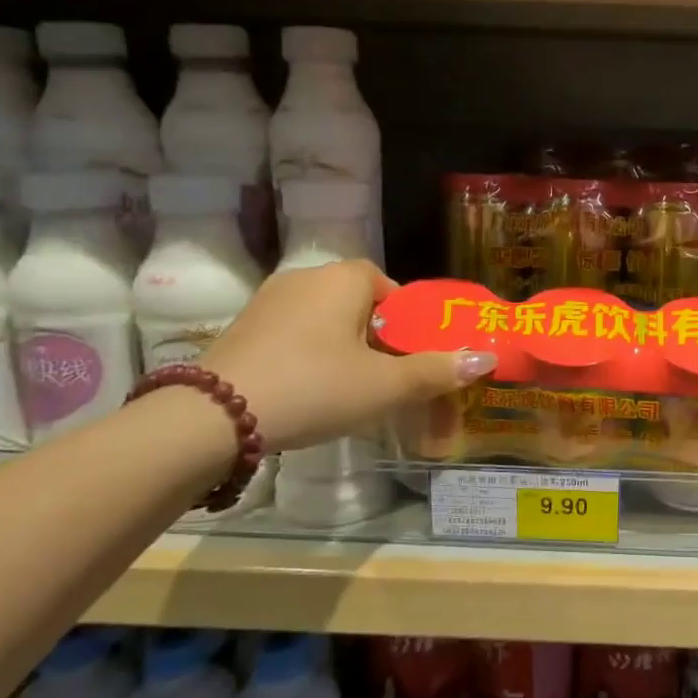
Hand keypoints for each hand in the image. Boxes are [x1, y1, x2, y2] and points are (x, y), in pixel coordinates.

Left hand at [200, 261, 494, 451]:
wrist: (210, 418)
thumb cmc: (314, 388)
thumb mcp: (384, 386)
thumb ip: (437, 371)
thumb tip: (486, 358)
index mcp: (344, 279)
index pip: (391, 287)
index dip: (408, 321)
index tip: (413, 355)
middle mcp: (305, 278)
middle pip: (359, 303)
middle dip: (378, 337)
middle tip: (388, 376)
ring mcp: (268, 302)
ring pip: (325, 320)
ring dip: (343, 347)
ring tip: (352, 388)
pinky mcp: (242, 329)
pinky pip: (294, 335)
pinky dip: (310, 356)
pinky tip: (310, 391)